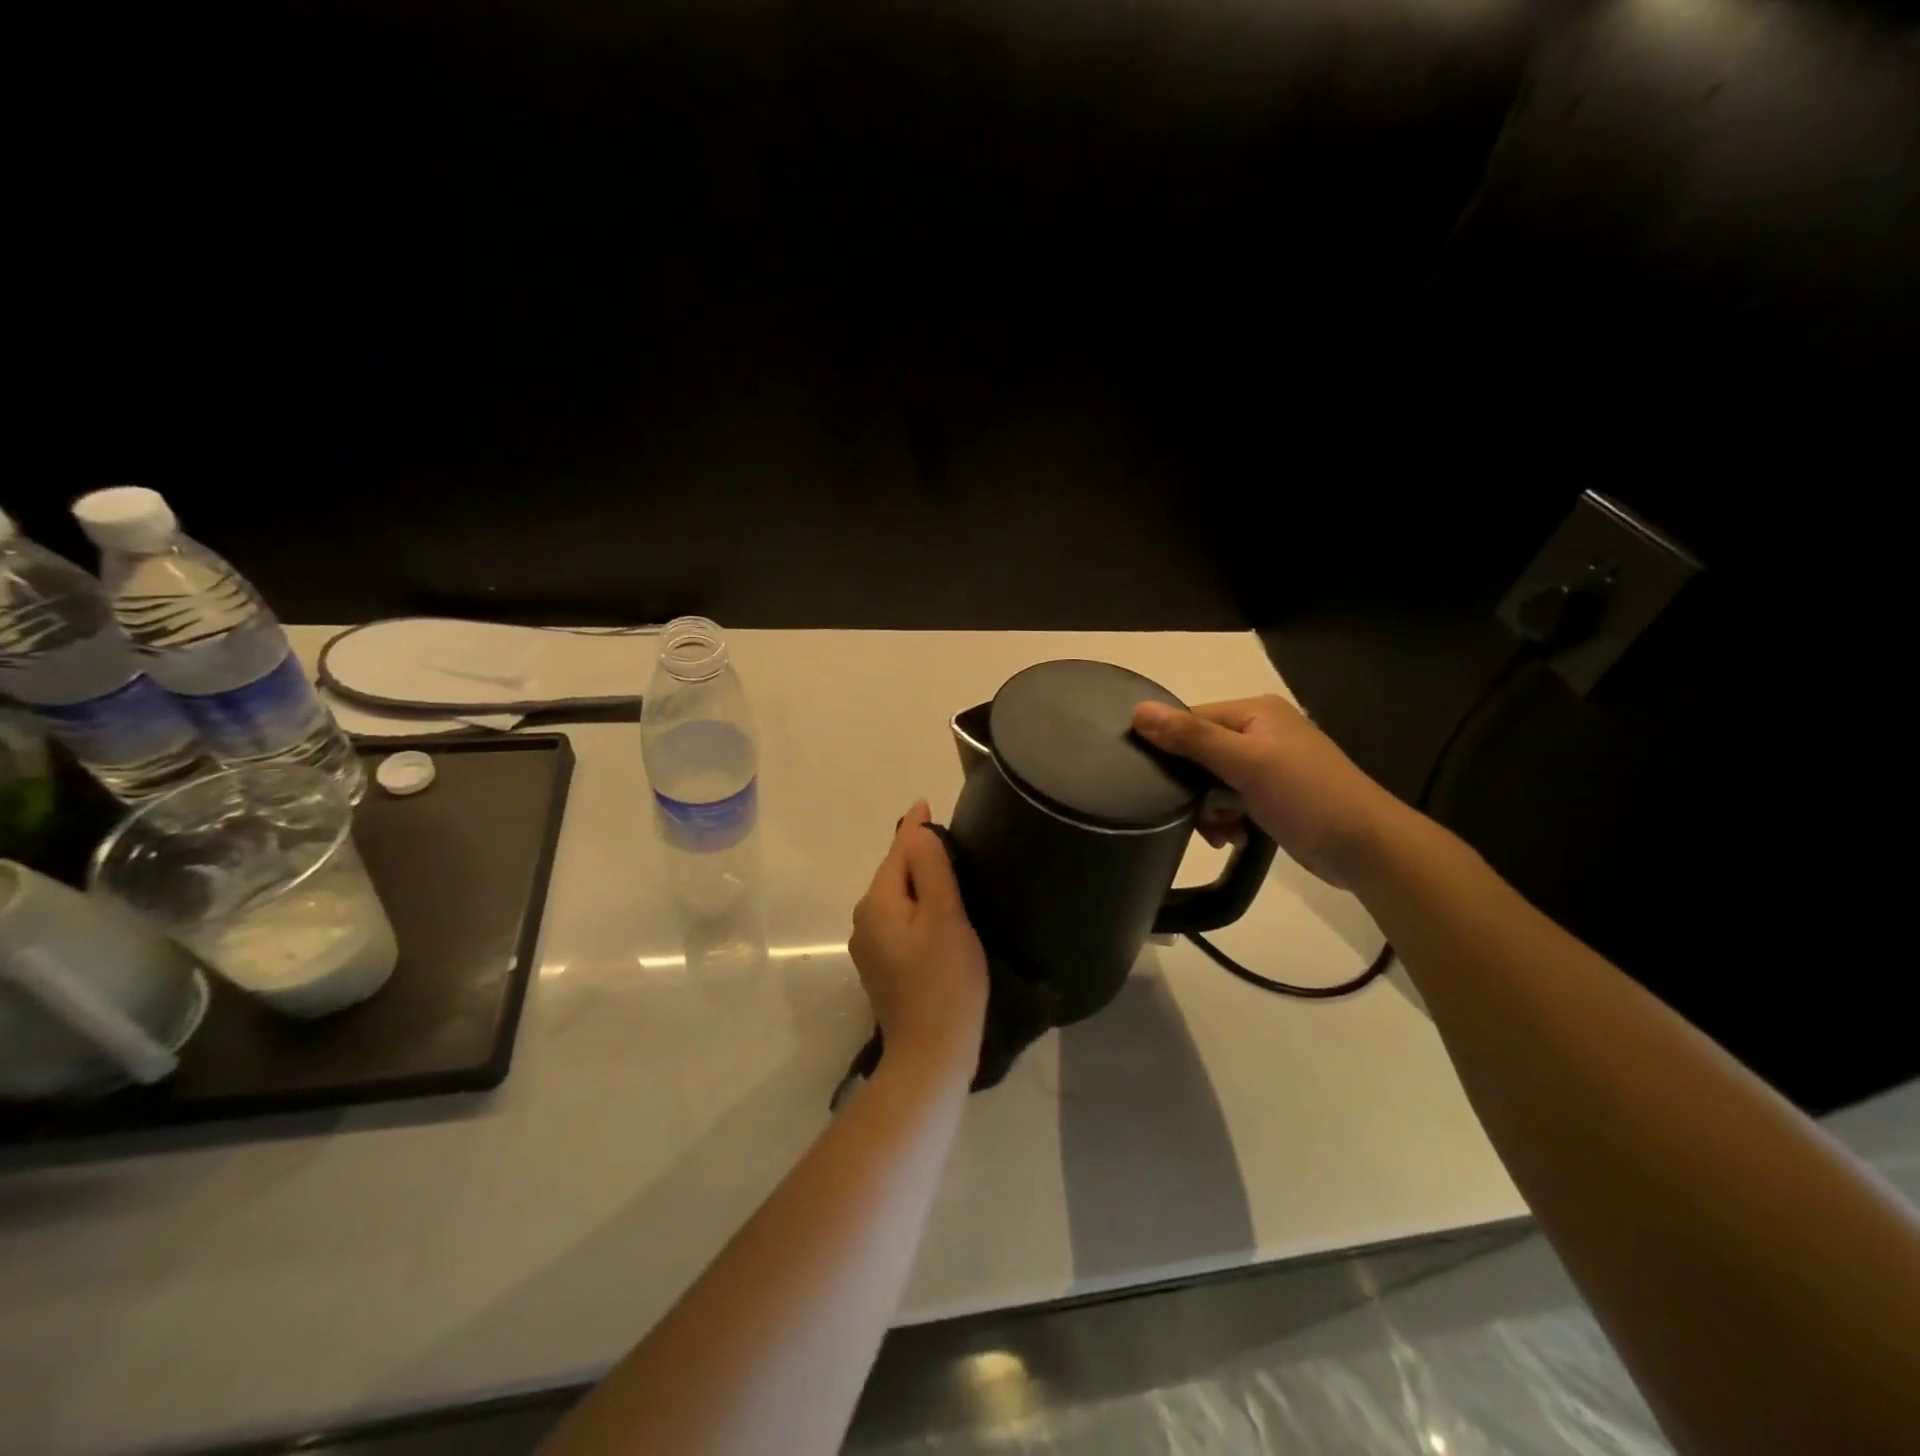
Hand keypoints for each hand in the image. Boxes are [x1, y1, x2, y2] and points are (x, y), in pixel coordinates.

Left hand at [850, 801, 988, 1073]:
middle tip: (951, 838)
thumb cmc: (945, 981)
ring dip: (919, 881)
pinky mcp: (883, 967)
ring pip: (897, 898)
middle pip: (894, 873)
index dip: (916, 828)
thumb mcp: (944, 916)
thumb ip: (930, 868)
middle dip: (918, 853)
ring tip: (949, 869)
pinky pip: (900, 921)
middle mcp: (865, 920)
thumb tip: (915, 830)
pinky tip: (937, 912)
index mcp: (877, 903)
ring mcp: (871, 947)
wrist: (931, 1054)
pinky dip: (917, 907)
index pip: (897, 851)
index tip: (928, 803)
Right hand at [1132, 696, 1403, 887]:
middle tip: (1196, 817)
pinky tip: (1234, 838)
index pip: (1191, 720)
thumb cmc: (1305, 795)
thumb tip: (1138, 710)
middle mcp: (1261, 731)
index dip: (1170, 749)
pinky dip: (1228, 819)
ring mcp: (1270, 764)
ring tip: (1219, 834)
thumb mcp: (1245, 762)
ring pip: (1214, 781)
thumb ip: (1191, 737)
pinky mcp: (1275, 795)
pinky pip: (1233, 800)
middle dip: (1194, 789)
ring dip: (1210, 810)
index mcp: (1255, 712)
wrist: (1366, 847)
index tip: (1157, 784)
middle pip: (1200, 753)